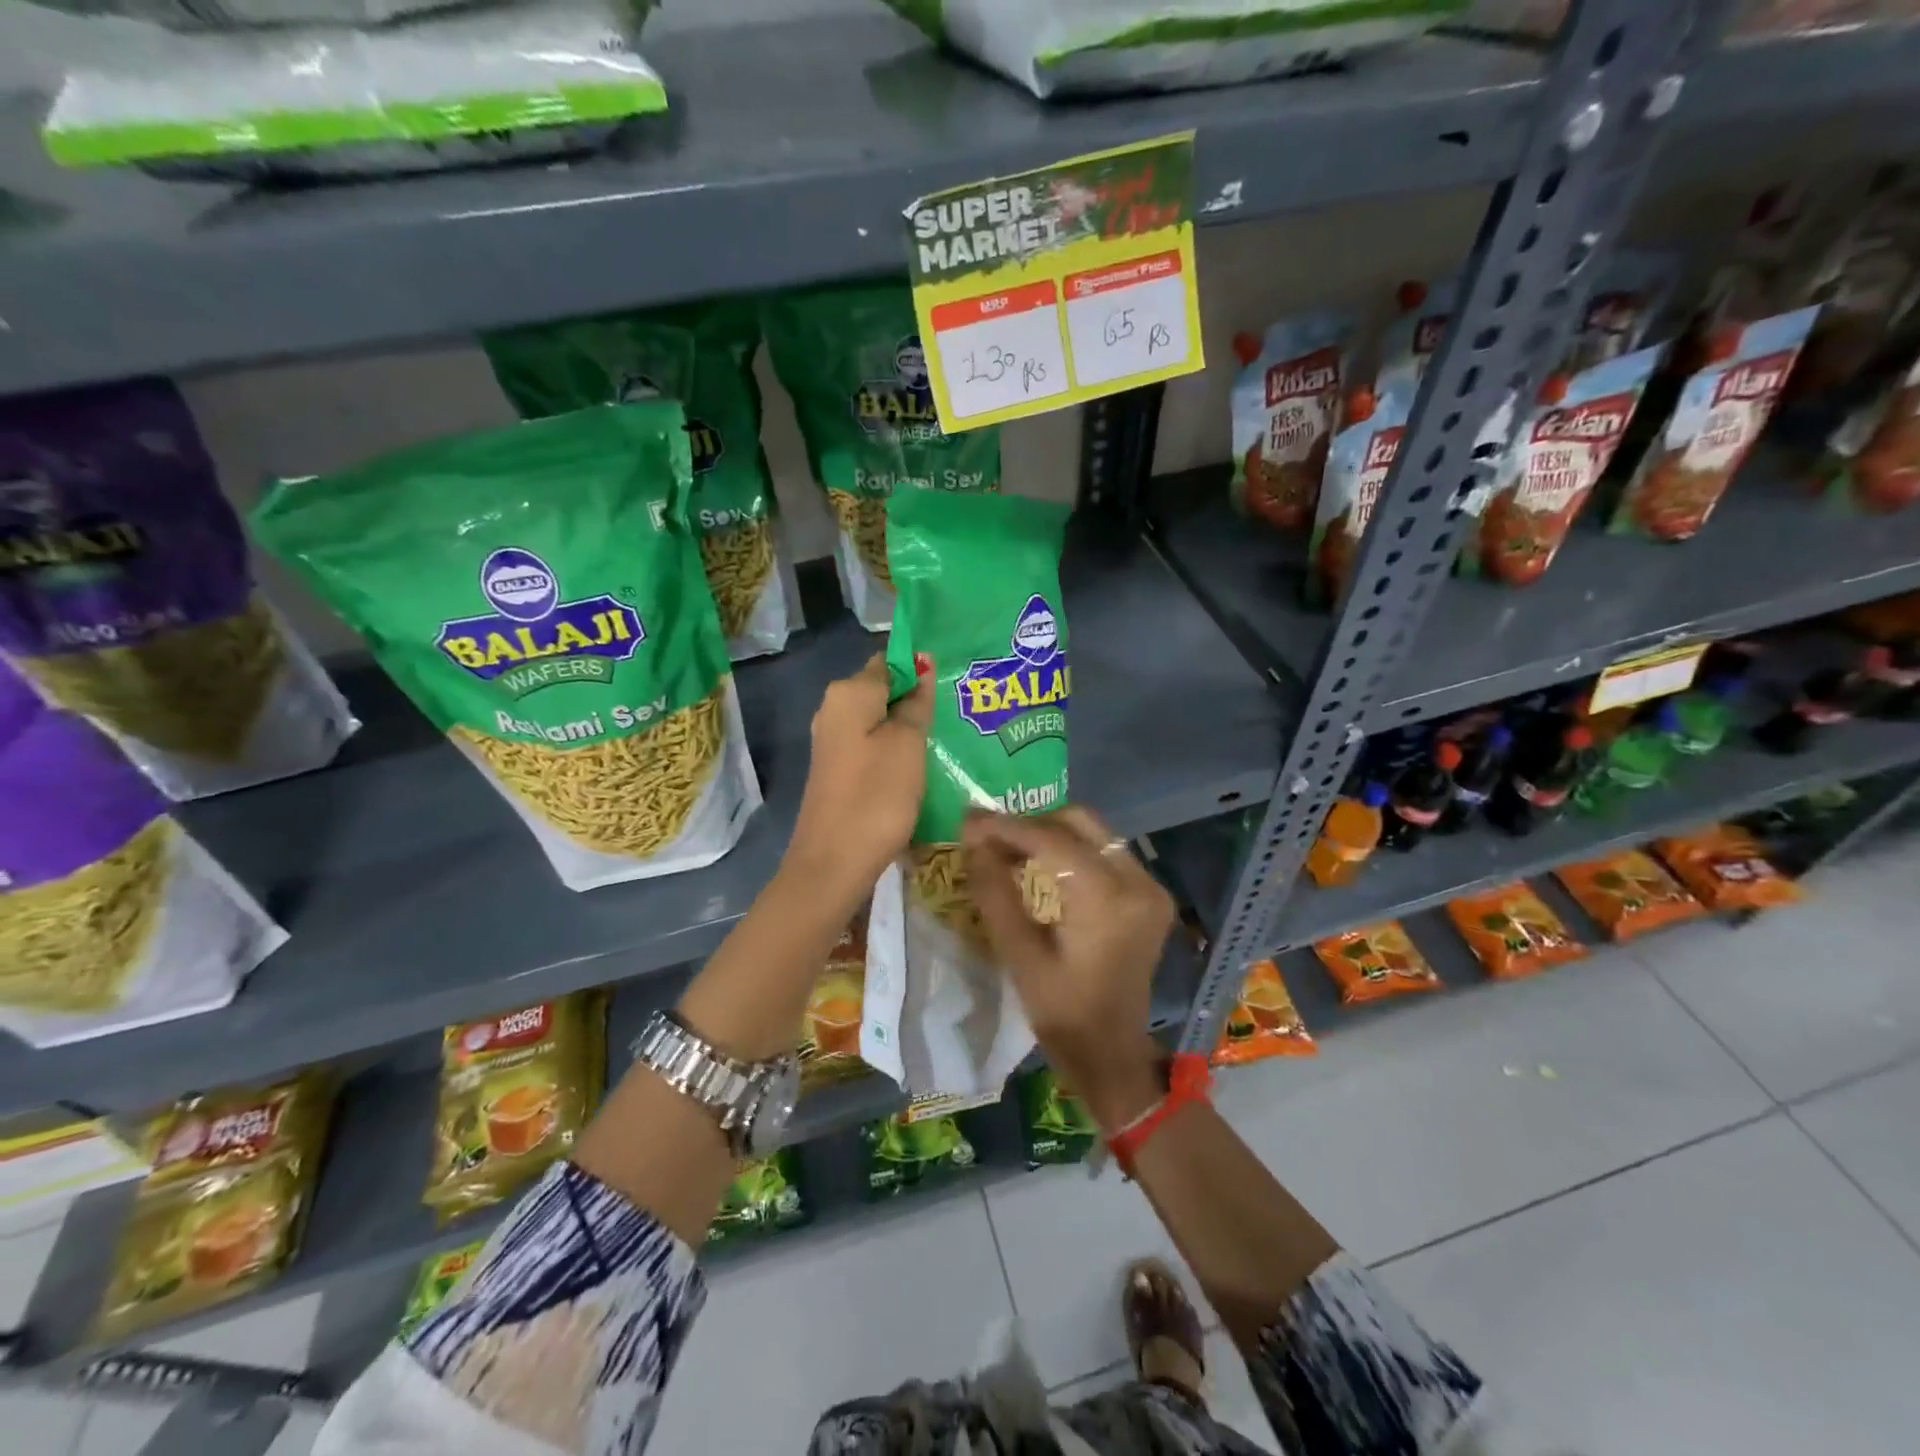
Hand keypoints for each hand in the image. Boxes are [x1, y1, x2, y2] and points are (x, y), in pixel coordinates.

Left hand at [787, 653, 933, 902]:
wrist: (834, 862)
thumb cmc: (876, 796)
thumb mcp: (908, 744)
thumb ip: (916, 703)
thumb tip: (921, 666)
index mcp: (848, 693)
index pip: (890, 661)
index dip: (921, 669)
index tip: (952, 686)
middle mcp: (833, 709)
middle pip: (883, 690)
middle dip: (916, 699)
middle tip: (955, 715)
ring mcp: (832, 741)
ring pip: (878, 720)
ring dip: (908, 727)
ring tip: (944, 739)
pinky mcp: (837, 769)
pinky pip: (871, 745)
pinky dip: (894, 750)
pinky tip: (919, 766)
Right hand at [963, 807, 1174, 1129]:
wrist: (1113, 1054)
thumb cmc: (1063, 1014)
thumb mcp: (1020, 957)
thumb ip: (996, 894)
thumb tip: (974, 841)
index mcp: (1106, 900)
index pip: (1051, 840)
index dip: (1006, 826)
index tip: (969, 819)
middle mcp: (1138, 882)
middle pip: (1079, 823)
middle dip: (1030, 823)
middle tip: (989, 835)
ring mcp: (1149, 886)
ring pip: (1094, 833)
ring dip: (1050, 834)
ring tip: (1008, 847)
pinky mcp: (1150, 895)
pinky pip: (1106, 852)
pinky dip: (1071, 850)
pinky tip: (1041, 864)